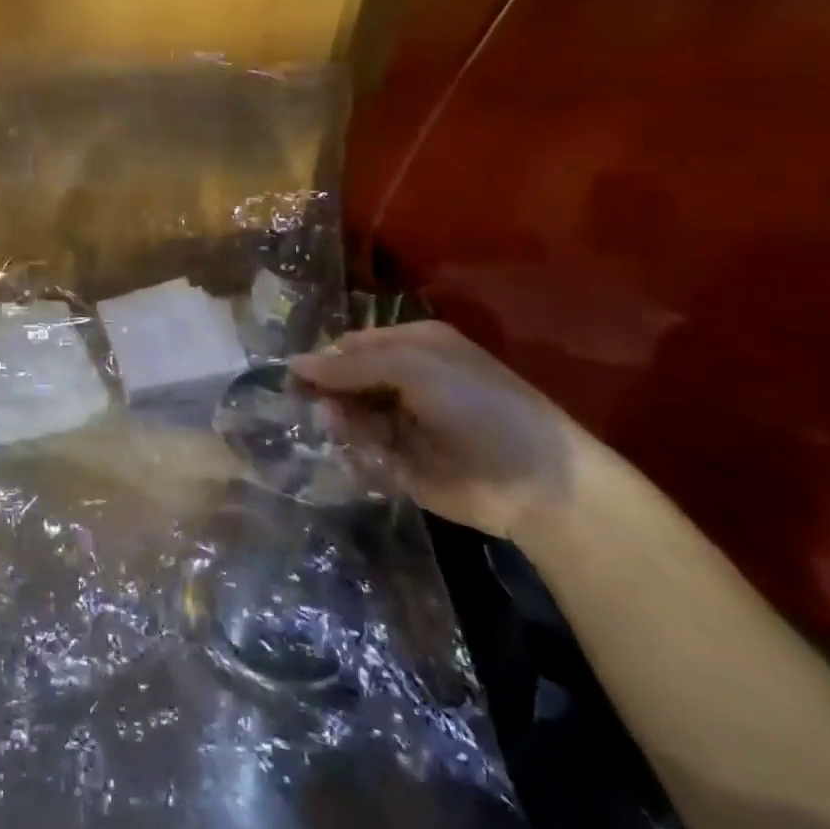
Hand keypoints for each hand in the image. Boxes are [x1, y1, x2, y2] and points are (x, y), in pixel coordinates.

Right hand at [289, 321, 582, 542]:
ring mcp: (402, 424)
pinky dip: (359, 453)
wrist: (536, 482)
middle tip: (309, 405)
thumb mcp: (412, 368)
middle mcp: (404, 382)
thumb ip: (351, 365)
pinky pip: (363, 452)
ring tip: (346, 430)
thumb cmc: (476, 405)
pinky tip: (372, 455)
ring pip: (349, 417)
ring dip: (342, 423)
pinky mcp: (402, 464)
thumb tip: (293, 363)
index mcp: (411, 348)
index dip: (323, 359)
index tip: (294, 376)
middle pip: (345, 381)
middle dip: (328, 393)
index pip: (351, 346)